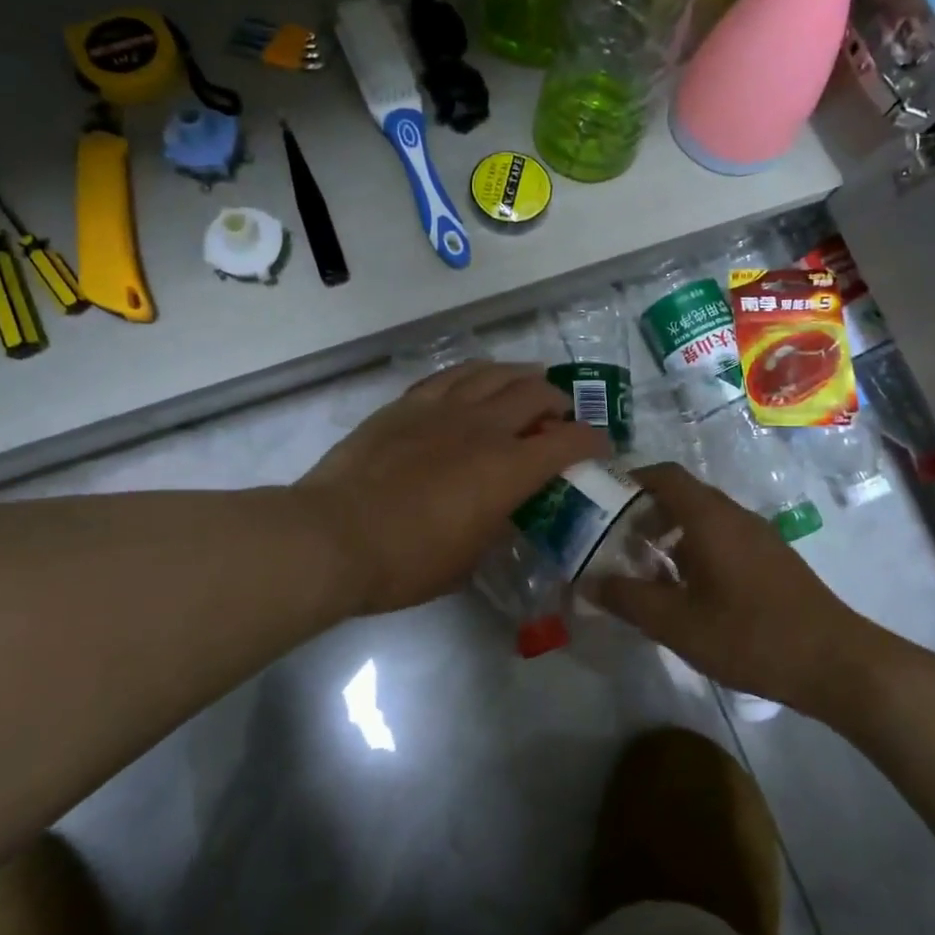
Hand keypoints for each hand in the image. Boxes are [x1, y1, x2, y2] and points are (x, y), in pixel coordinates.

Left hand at [299, 362, 608, 614]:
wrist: (334, 535)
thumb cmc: (406, 562)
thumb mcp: (468, 559)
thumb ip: (496, 526)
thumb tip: (503, 511)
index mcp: (508, 469)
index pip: (569, 442)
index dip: (593, 441)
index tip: (600, 446)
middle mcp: (483, 427)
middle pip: (535, 394)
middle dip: (558, 402)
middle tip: (559, 415)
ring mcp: (443, 409)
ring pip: (494, 373)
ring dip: (519, 376)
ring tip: (526, 383)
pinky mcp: (408, 404)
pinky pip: (451, 375)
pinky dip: (474, 373)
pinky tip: (477, 379)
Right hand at [596, 463, 868, 705]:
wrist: (836, 663)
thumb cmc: (750, 636)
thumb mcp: (678, 623)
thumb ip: (628, 599)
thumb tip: (588, 581)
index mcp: (710, 517)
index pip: (664, 475)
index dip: (631, 480)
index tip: (602, 502)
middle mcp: (734, 516)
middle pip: (682, 496)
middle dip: (645, 513)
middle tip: (616, 543)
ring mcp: (758, 536)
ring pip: (703, 519)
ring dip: (670, 535)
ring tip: (646, 571)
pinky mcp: (772, 559)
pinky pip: (723, 538)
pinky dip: (695, 550)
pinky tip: (687, 591)